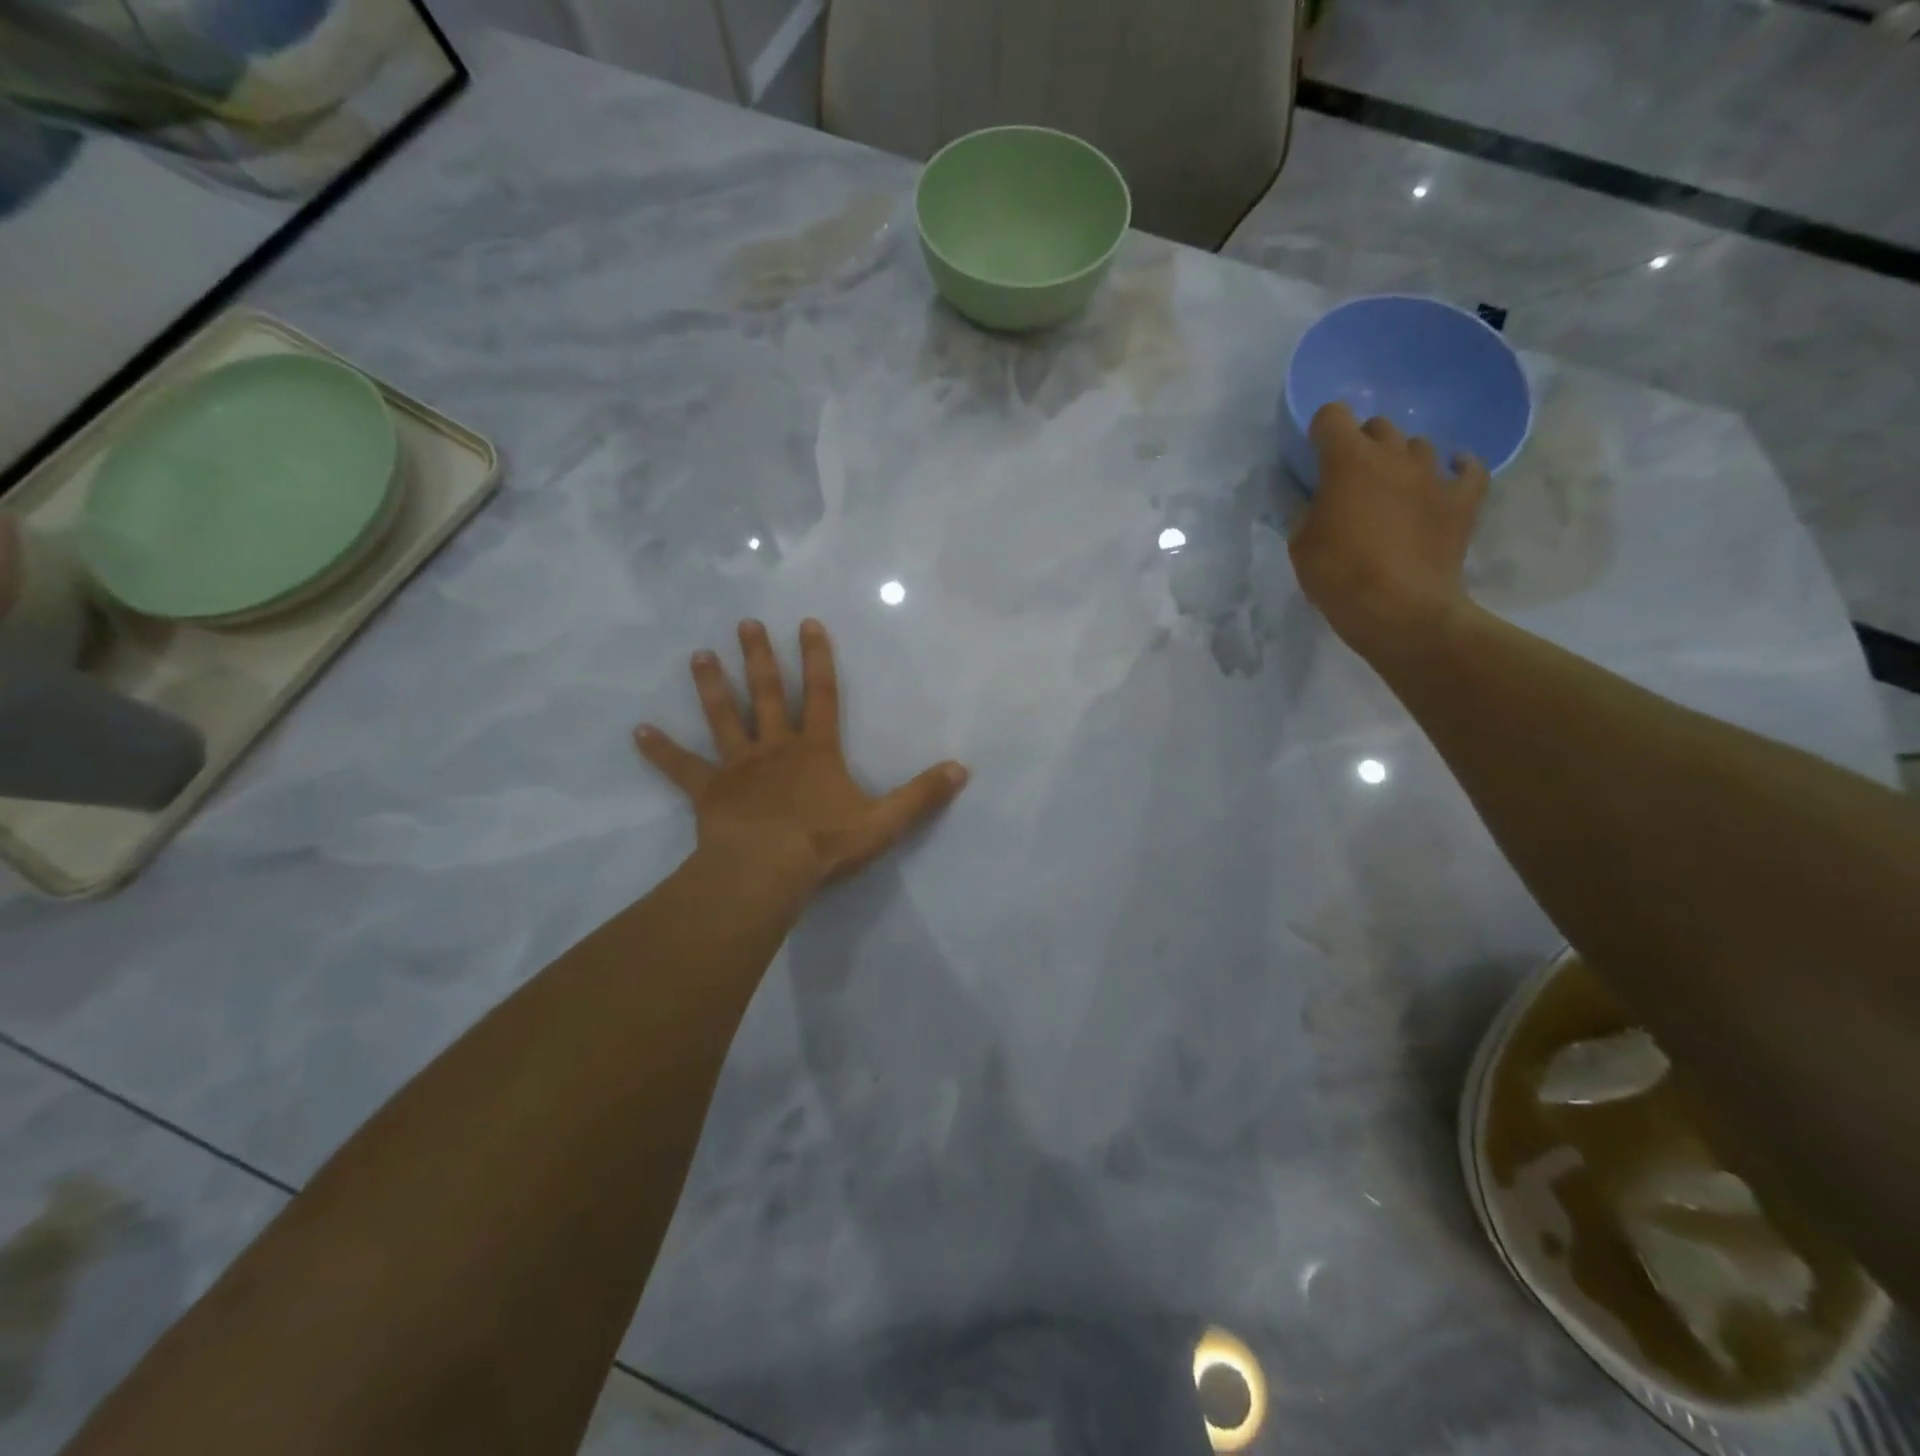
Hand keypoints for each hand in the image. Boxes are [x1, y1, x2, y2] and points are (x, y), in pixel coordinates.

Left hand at [635, 618, 968, 894]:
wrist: (768, 872)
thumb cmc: (825, 844)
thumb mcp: (885, 822)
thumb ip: (922, 795)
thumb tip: (961, 769)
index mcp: (816, 750)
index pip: (821, 693)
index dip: (817, 657)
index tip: (806, 623)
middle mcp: (775, 747)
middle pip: (766, 693)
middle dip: (758, 657)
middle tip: (744, 622)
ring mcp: (738, 767)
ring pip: (723, 718)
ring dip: (711, 687)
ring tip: (698, 655)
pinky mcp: (708, 792)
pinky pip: (681, 767)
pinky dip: (660, 750)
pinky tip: (637, 731)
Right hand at [1288, 403, 1489, 656]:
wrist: (1399, 609)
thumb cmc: (1338, 575)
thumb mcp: (1300, 544)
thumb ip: (1308, 511)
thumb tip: (1317, 501)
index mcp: (1348, 461)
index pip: (1333, 417)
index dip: (1322, 430)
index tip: (1316, 454)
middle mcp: (1394, 455)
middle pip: (1379, 427)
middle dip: (1363, 444)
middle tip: (1352, 477)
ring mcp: (1434, 475)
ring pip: (1419, 446)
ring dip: (1403, 460)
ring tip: (1395, 486)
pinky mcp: (1463, 499)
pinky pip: (1468, 469)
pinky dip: (1457, 469)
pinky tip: (1448, 477)